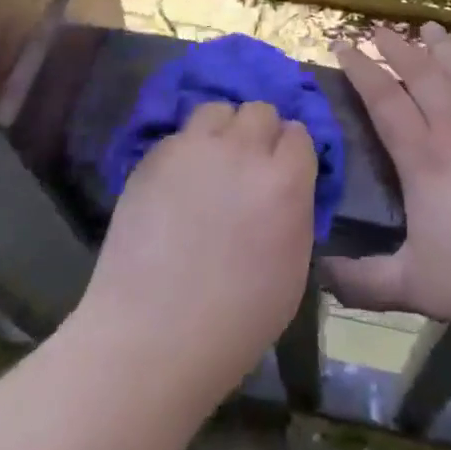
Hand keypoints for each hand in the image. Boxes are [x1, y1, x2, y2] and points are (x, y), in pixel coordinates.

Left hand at [78, 101, 317, 398]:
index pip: (299, 134)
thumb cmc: (235, 322)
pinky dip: (185, 152)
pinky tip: (177, 185)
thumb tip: (286, 186)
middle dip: (259, 135)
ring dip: (222, 131)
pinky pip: (180, 136)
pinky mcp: (154, 157)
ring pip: (217, 109)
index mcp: (285, 181)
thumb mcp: (294, 268)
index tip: (282, 175)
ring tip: (212, 164)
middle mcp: (243, 151)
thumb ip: (295, 210)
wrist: (151, 340)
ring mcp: (194, 149)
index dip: (291, 155)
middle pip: (260, 111)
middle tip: (247, 169)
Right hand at [325, 24, 450, 347]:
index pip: (383, 101)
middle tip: (379, 29)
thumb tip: (317, 270)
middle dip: (396, 48)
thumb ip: (360, 281)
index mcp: (424, 160)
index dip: (360, 69)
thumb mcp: (412, 287)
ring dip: (442, 47)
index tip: (342, 44)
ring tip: (427, 26)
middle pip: (422, 75)